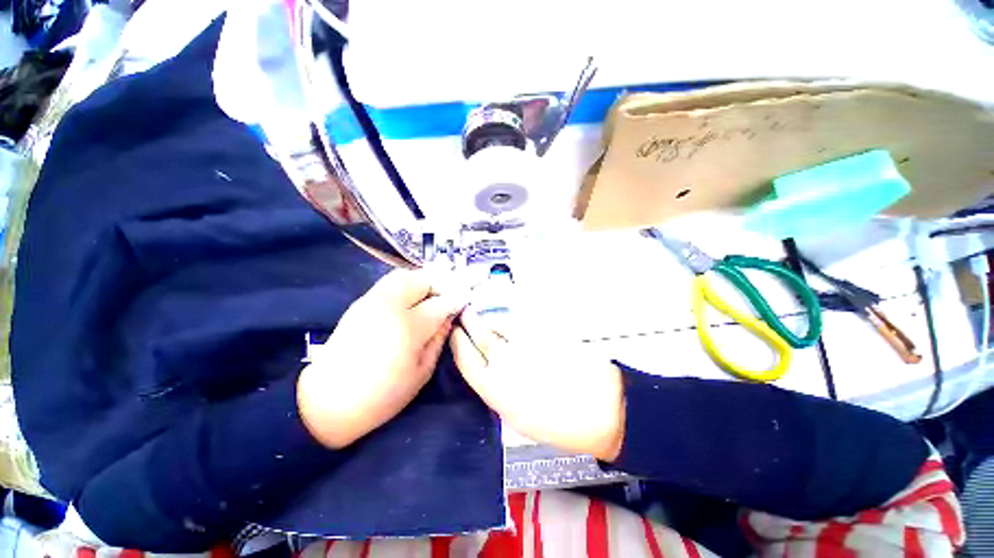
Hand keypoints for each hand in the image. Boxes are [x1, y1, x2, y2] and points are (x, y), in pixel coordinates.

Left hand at [297, 269, 466, 448]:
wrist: (327, 403)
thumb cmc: (382, 396)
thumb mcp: (421, 372)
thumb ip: (438, 339)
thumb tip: (449, 317)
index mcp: (408, 328)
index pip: (440, 303)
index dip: (455, 300)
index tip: (465, 300)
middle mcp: (389, 306)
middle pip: (421, 280)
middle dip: (440, 283)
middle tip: (449, 294)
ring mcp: (371, 301)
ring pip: (403, 275)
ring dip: (422, 280)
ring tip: (432, 294)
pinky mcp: (359, 303)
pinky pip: (388, 283)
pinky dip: (406, 284)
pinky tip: (412, 298)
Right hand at [450, 309, 625, 460]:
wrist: (600, 408)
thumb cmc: (559, 424)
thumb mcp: (517, 417)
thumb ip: (497, 389)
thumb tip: (488, 368)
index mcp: (494, 389)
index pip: (465, 358)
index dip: (457, 342)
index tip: (454, 332)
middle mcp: (504, 361)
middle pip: (480, 334)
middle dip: (468, 321)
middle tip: (464, 313)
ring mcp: (524, 343)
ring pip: (499, 323)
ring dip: (489, 317)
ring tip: (484, 313)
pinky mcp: (542, 331)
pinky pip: (519, 318)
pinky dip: (510, 314)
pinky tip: (508, 313)